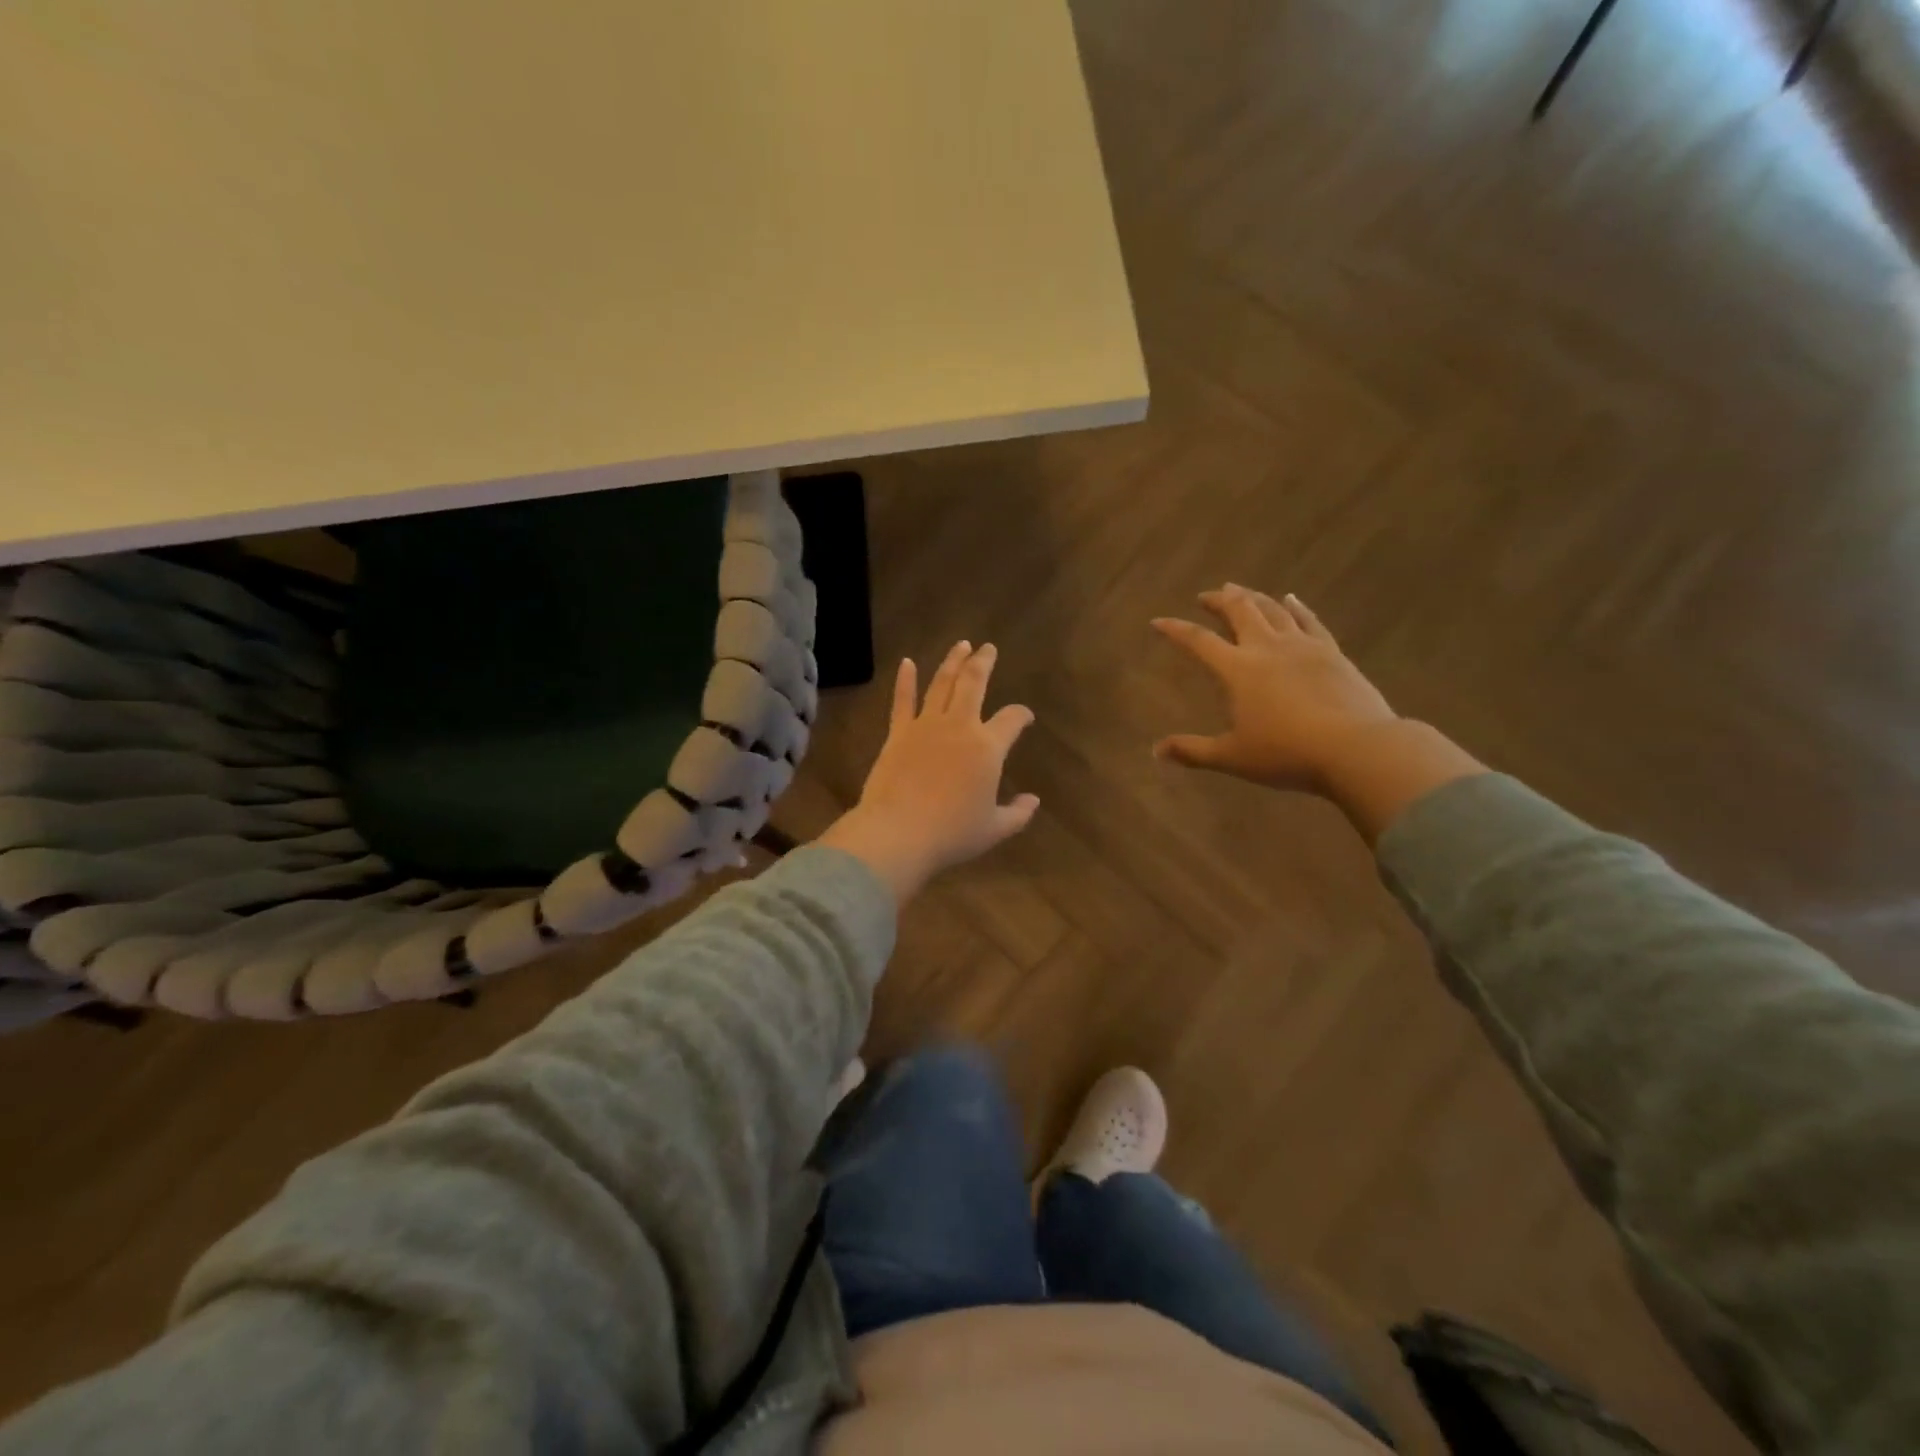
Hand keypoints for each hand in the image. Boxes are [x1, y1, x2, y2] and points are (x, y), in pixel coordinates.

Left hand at [818, 642, 1038, 903]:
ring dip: (953, 662)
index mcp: (988, 747)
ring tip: (961, 645)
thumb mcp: (994, 829)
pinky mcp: (898, 732)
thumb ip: (1018, 813)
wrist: (899, 832)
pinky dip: (906, 680)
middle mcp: (960, 726)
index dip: (1021, 714)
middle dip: (984, 662)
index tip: (1025, 717)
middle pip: (974, 683)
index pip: (1012, 719)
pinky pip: (903, 700)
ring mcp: (926, 725)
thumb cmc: (952, 833)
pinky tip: (907, 663)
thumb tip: (1033, 800)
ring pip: (942, 683)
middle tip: (988, 648)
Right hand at [1152, 585, 1397, 791]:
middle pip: (1239, 611)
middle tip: (1205, 595)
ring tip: (1239, 590)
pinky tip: (1291, 599)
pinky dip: (1296, 606)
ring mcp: (1302, 646)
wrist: (1355, 748)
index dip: (1176, 629)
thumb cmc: (1286, 754)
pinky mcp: (1332, 652)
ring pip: (1272, 609)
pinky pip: (1309, 620)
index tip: (1158, 621)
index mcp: (1238, 670)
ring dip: (1252, 597)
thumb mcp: (1232, 757)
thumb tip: (1156, 751)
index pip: (1198, 641)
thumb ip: (1192, 751)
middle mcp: (1267, 648)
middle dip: (1218, 600)